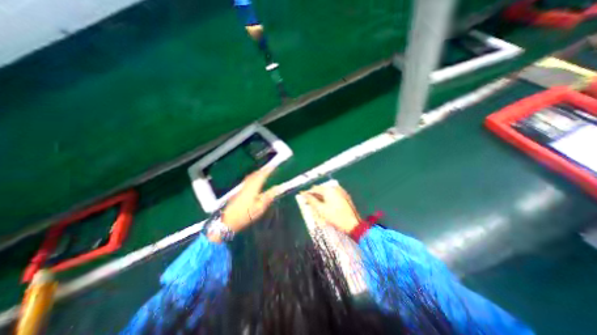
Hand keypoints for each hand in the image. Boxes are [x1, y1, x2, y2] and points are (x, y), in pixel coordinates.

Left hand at [219, 166, 282, 238]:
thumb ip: (269, 196)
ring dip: (258, 172)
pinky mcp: (239, 192)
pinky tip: (254, 180)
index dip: (268, 170)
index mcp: (253, 188)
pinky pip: (248, 180)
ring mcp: (242, 188)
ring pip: (250, 176)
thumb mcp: (260, 208)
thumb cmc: (246, 215)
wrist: (228, 221)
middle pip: (255, 174)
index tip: (273, 166)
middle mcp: (247, 186)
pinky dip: (253, 176)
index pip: (261, 176)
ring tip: (263, 172)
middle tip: (270, 168)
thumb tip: (278, 188)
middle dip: (263, 170)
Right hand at [302, 183, 360, 232]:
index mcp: (329, 190)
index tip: (302, 197)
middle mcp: (335, 188)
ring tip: (317, 205)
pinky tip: (326, 205)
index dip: (308, 193)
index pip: (315, 188)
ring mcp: (341, 191)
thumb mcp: (321, 210)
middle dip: (314, 195)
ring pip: (327, 192)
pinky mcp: (345, 196)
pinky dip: (328, 198)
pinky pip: (333, 194)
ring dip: (321, 197)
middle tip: (309, 202)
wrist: (353, 224)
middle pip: (321, 190)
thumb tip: (305, 195)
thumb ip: (311, 201)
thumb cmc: (335, 217)